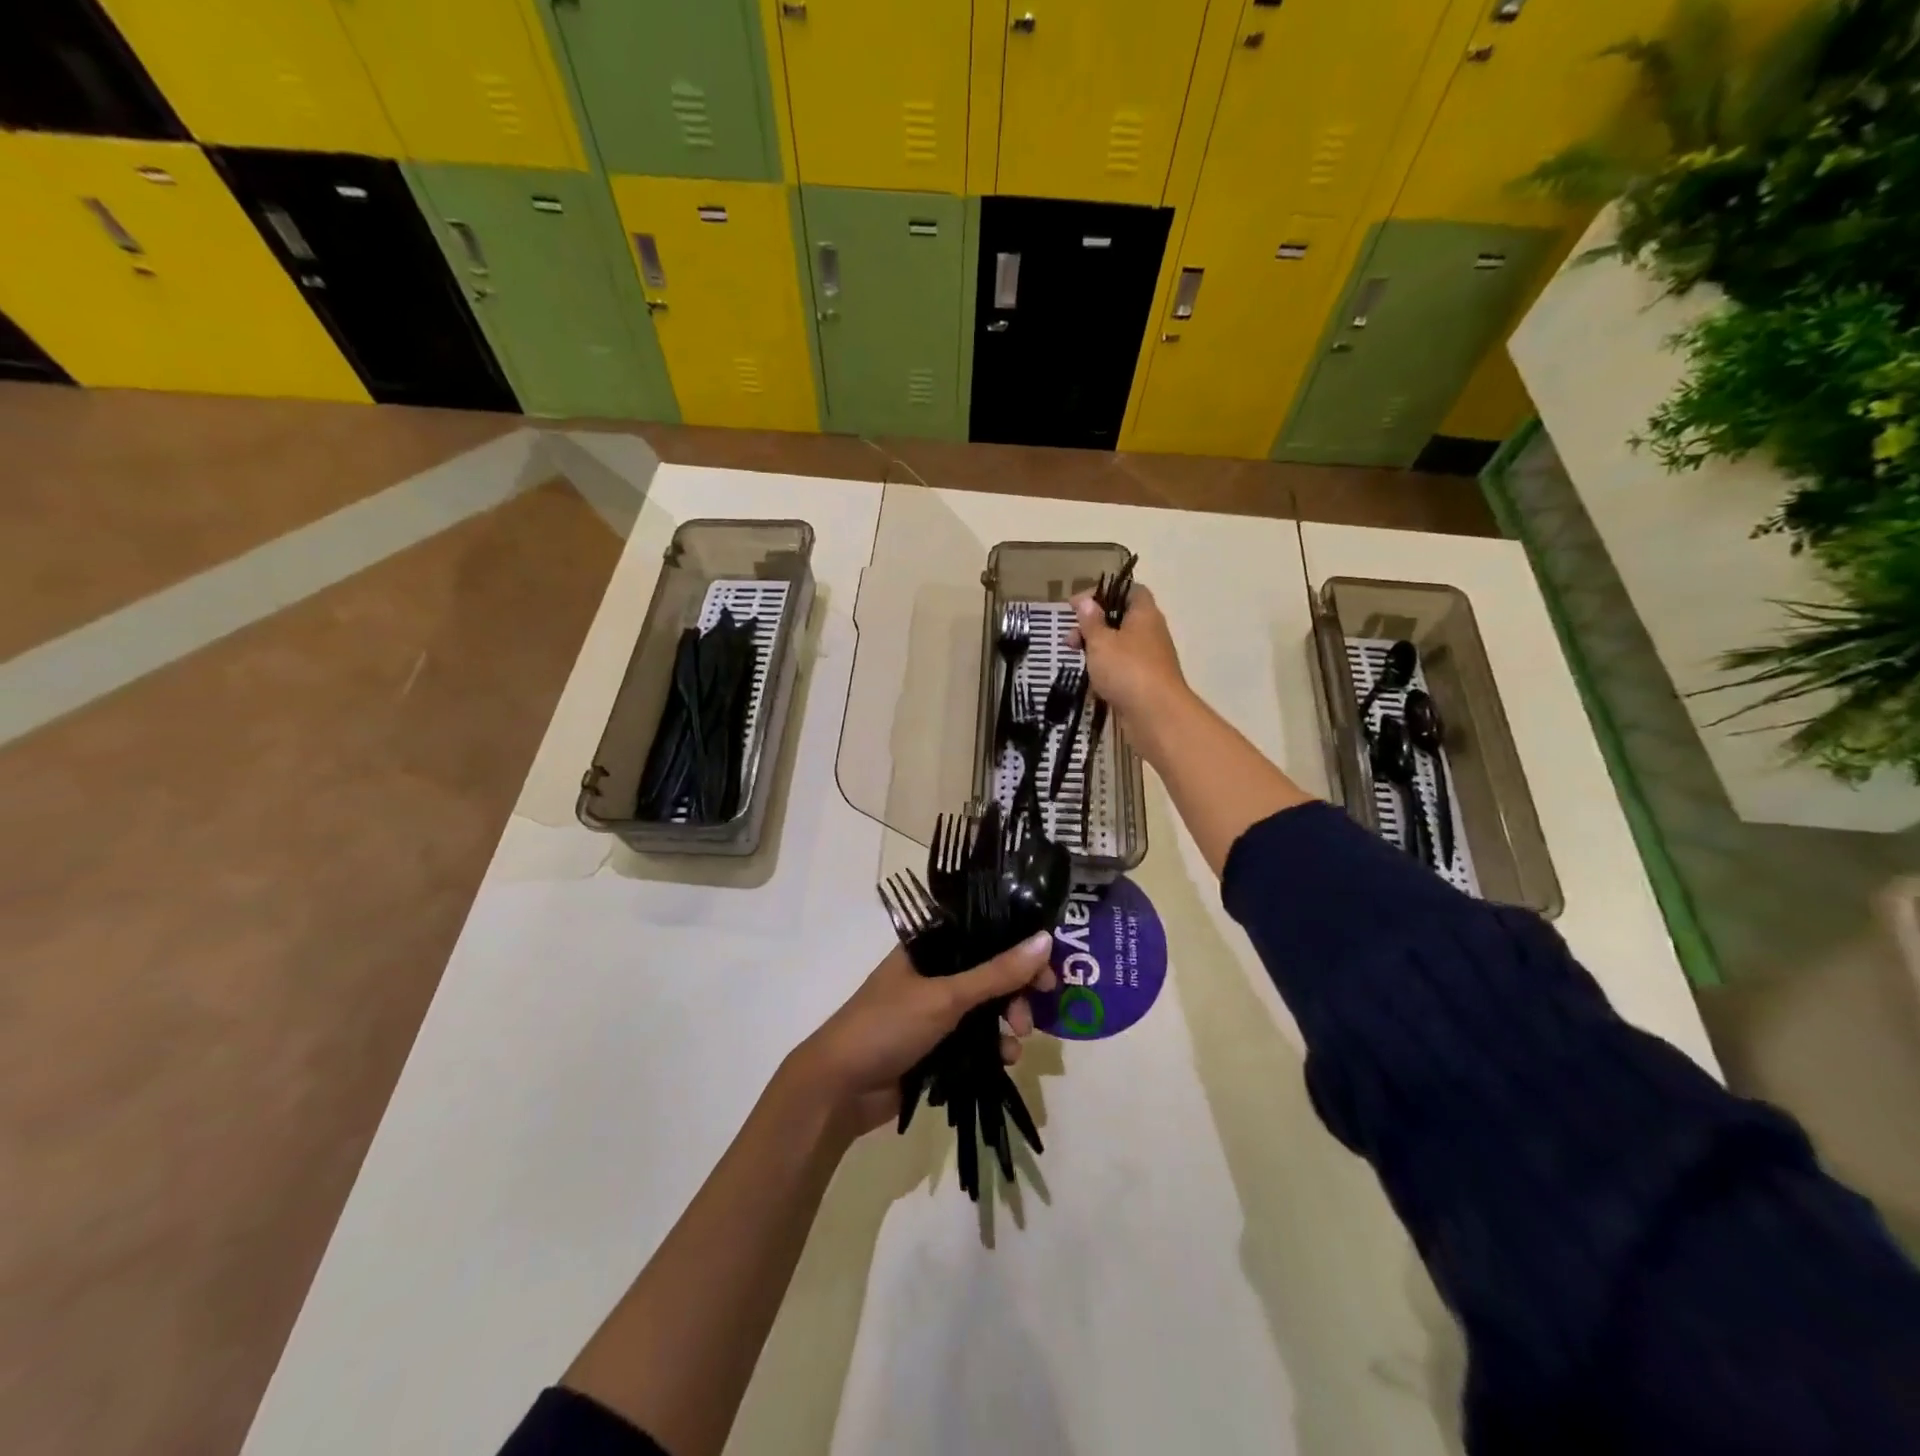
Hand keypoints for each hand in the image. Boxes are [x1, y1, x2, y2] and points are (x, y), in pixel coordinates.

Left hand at [789, 935, 1056, 1135]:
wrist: (839, 1088)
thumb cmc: (887, 1026)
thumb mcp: (946, 996)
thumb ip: (997, 972)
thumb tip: (1046, 939)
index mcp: (928, 946)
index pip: (983, 934)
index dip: (1017, 947)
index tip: (1047, 969)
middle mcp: (933, 972)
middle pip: (989, 972)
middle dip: (1016, 991)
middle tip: (1036, 1009)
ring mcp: (934, 1010)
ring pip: (987, 1007)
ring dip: (1008, 1021)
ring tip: (1017, 1040)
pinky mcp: (937, 1045)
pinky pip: (977, 1038)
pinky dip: (994, 1046)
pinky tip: (1006, 1059)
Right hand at [1070, 583, 1190, 735]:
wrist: (1156, 715)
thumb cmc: (1126, 670)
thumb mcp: (1101, 641)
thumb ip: (1091, 621)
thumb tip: (1086, 600)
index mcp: (1144, 614)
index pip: (1129, 590)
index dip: (1104, 593)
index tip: (1078, 605)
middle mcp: (1151, 632)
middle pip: (1120, 619)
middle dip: (1093, 626)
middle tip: (1071, 640)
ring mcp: (1150, 658)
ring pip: (1120, 646)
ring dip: (1097, 650)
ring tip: (1078, 662)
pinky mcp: (1146, 681)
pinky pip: (1123, 668)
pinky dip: (1106, 671)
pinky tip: (1092, 682)